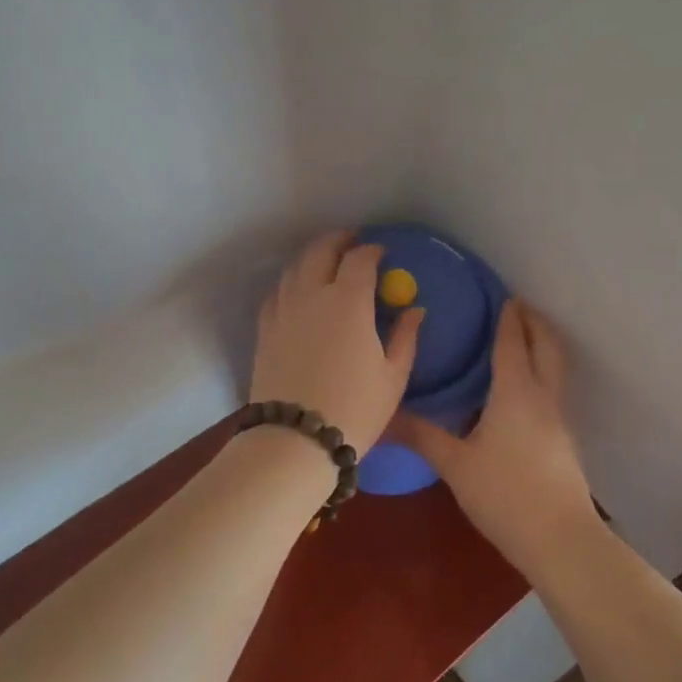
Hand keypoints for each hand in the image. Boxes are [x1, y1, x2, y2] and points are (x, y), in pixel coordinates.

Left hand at [251, 231, 424, 450]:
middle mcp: (312, 296)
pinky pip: (276, 293)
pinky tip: (297, 291)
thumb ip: (406, 337)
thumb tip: (416, 310)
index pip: (360, 260)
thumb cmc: (355, 409)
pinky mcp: (265, 330)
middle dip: (338, 240)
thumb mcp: (393, 377)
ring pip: (295, 268)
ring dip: (312, 257)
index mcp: (349, 302)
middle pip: (321, 251)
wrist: (296, 440)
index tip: (382, 253)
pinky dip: (290, 283)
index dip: (372, 251)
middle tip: (351, 241)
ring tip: (325, 261)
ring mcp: (284, 311)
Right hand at [393, 300, 597, 573]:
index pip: (512, 342)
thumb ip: (421, 435)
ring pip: (555, 367)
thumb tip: (384, 415)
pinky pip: (554, 390)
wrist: (560, 538)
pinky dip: (543, 372)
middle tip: (517, 307)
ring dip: (542, 345)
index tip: (503, 296)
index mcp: (515, 391)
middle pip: (546, 346)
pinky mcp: (564, 439)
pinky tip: (522, 391)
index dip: (508, 317)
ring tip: (521, 339)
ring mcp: (558, 418)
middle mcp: (542, 396)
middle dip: (534, 322)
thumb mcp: (455, 464)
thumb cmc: (505, 493)